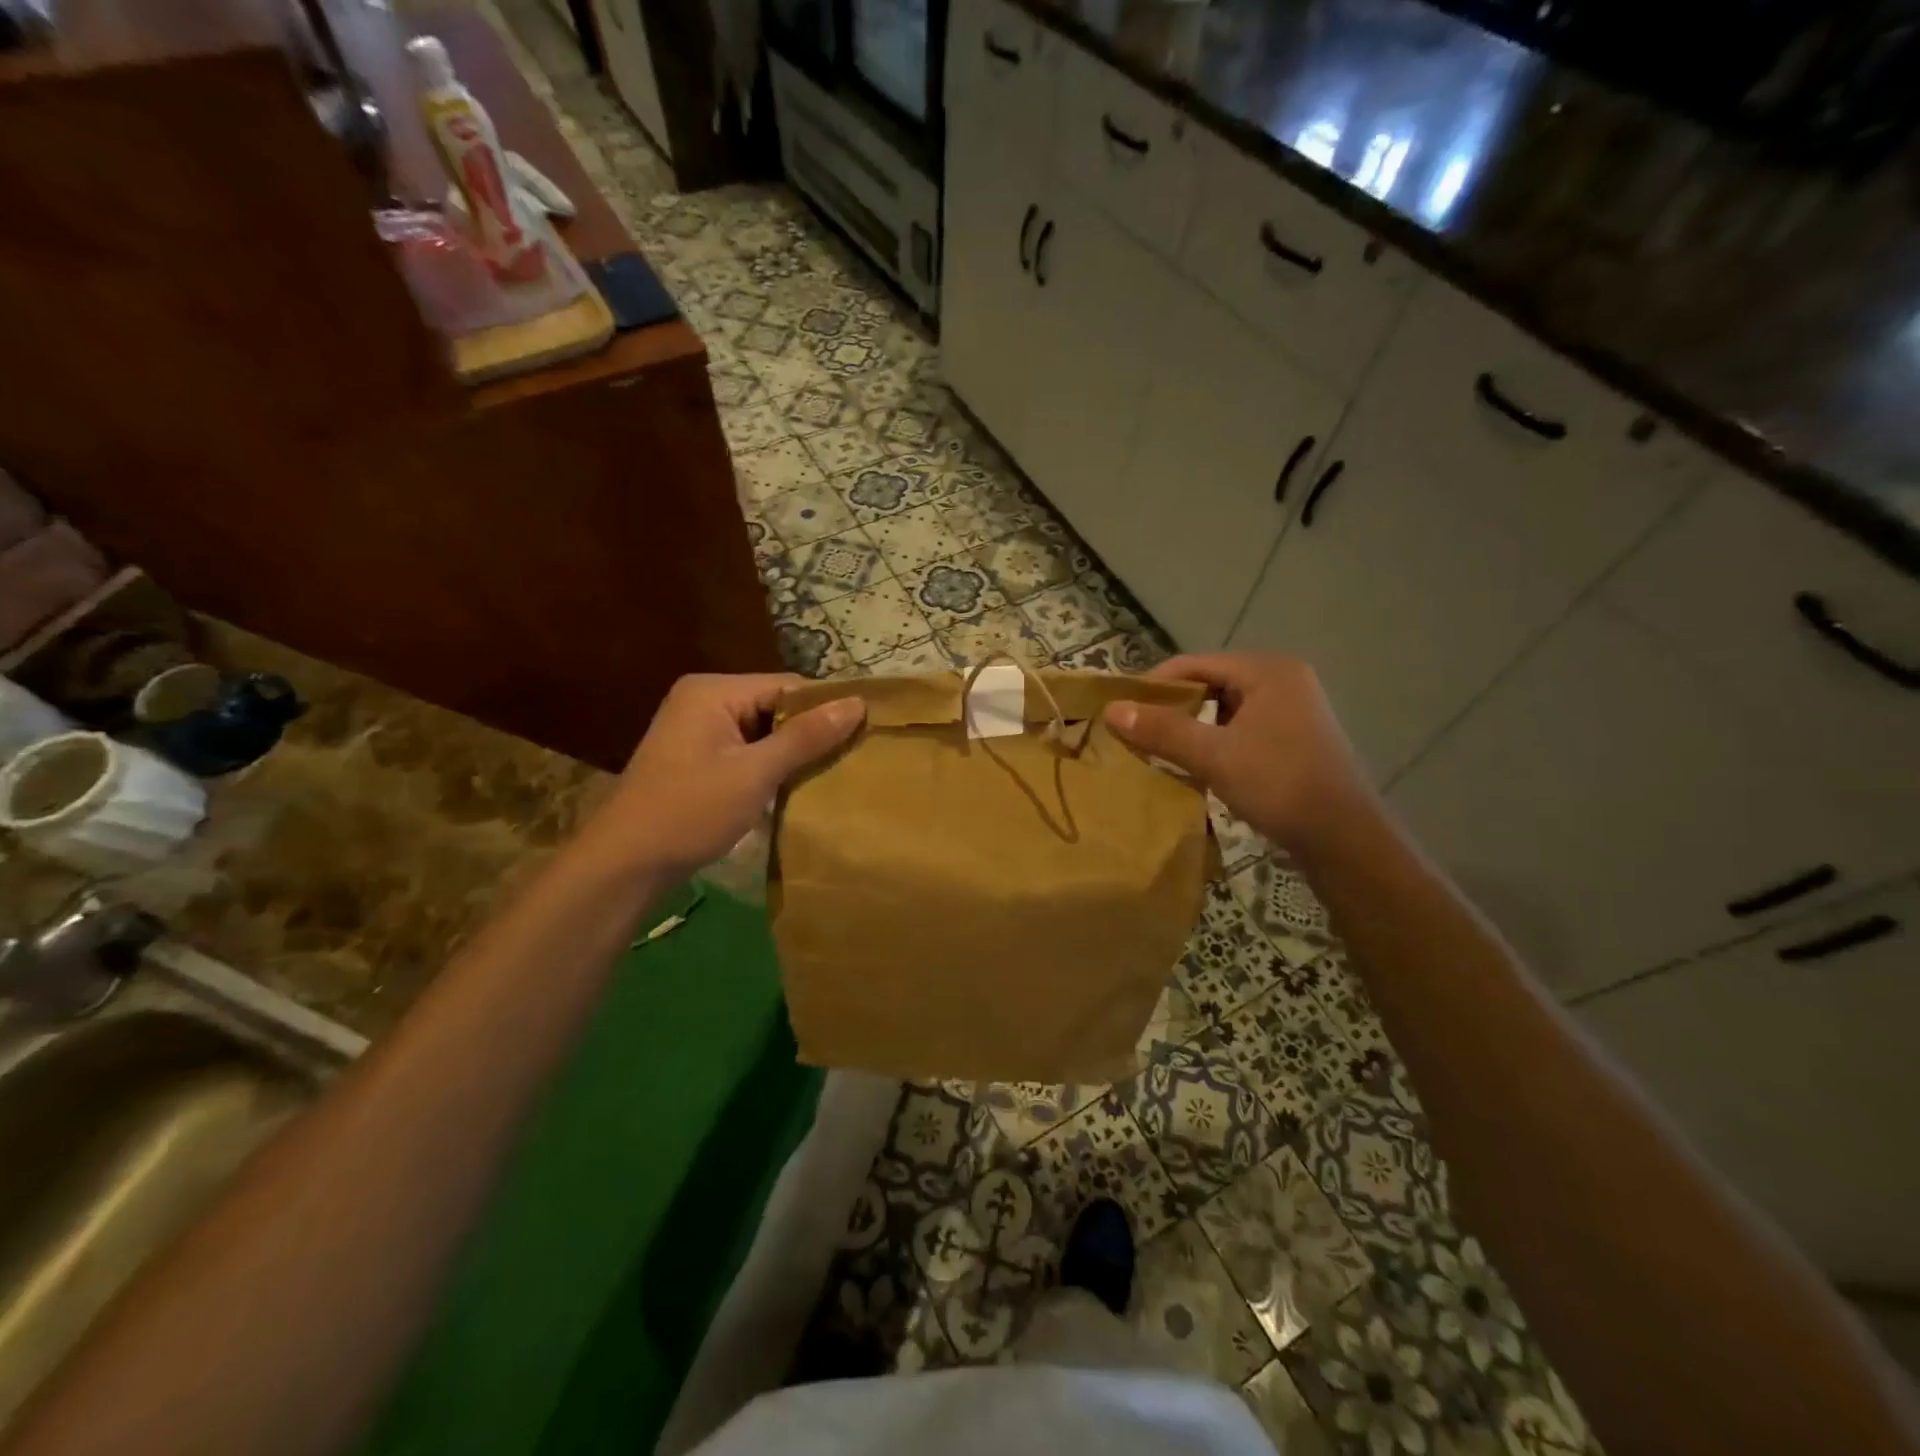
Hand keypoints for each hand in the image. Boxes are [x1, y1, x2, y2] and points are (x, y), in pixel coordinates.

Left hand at [583, 673, 863, 875]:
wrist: (625, 864)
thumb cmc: (690, 811)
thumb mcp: (754, 773)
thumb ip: (806, 737)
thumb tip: (857, 703)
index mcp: (713, 691)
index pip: (786, 686)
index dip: (826, 707)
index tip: (865, 731)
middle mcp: (704, 700)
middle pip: (775, 706)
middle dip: (810, 731)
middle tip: (854, 756)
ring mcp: (698, 729)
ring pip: (764, 731)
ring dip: (793, 752)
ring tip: (834, 771)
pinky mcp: (698, 757)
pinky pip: (747, 750)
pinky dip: (771, 766)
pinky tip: (797, 786)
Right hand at [1105, 653, 1375, 855]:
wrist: (1343, 839)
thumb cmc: (1278, 785)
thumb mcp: (1213, 756)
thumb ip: (1162, 730)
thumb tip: (1112, 710)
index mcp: (1268, 671)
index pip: (1195, 664)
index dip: (1155, 684)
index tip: (1123, 710)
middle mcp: (1283, 680)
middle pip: (1211, 683)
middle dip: (1173, 706)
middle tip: (1138, 731)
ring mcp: (1293, 710)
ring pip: (1226, 708)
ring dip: (1193, 726)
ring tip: (1161, 748)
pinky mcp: (1295, 738)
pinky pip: (1242, 727)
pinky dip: (1216, 740)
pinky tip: (1198, 763)